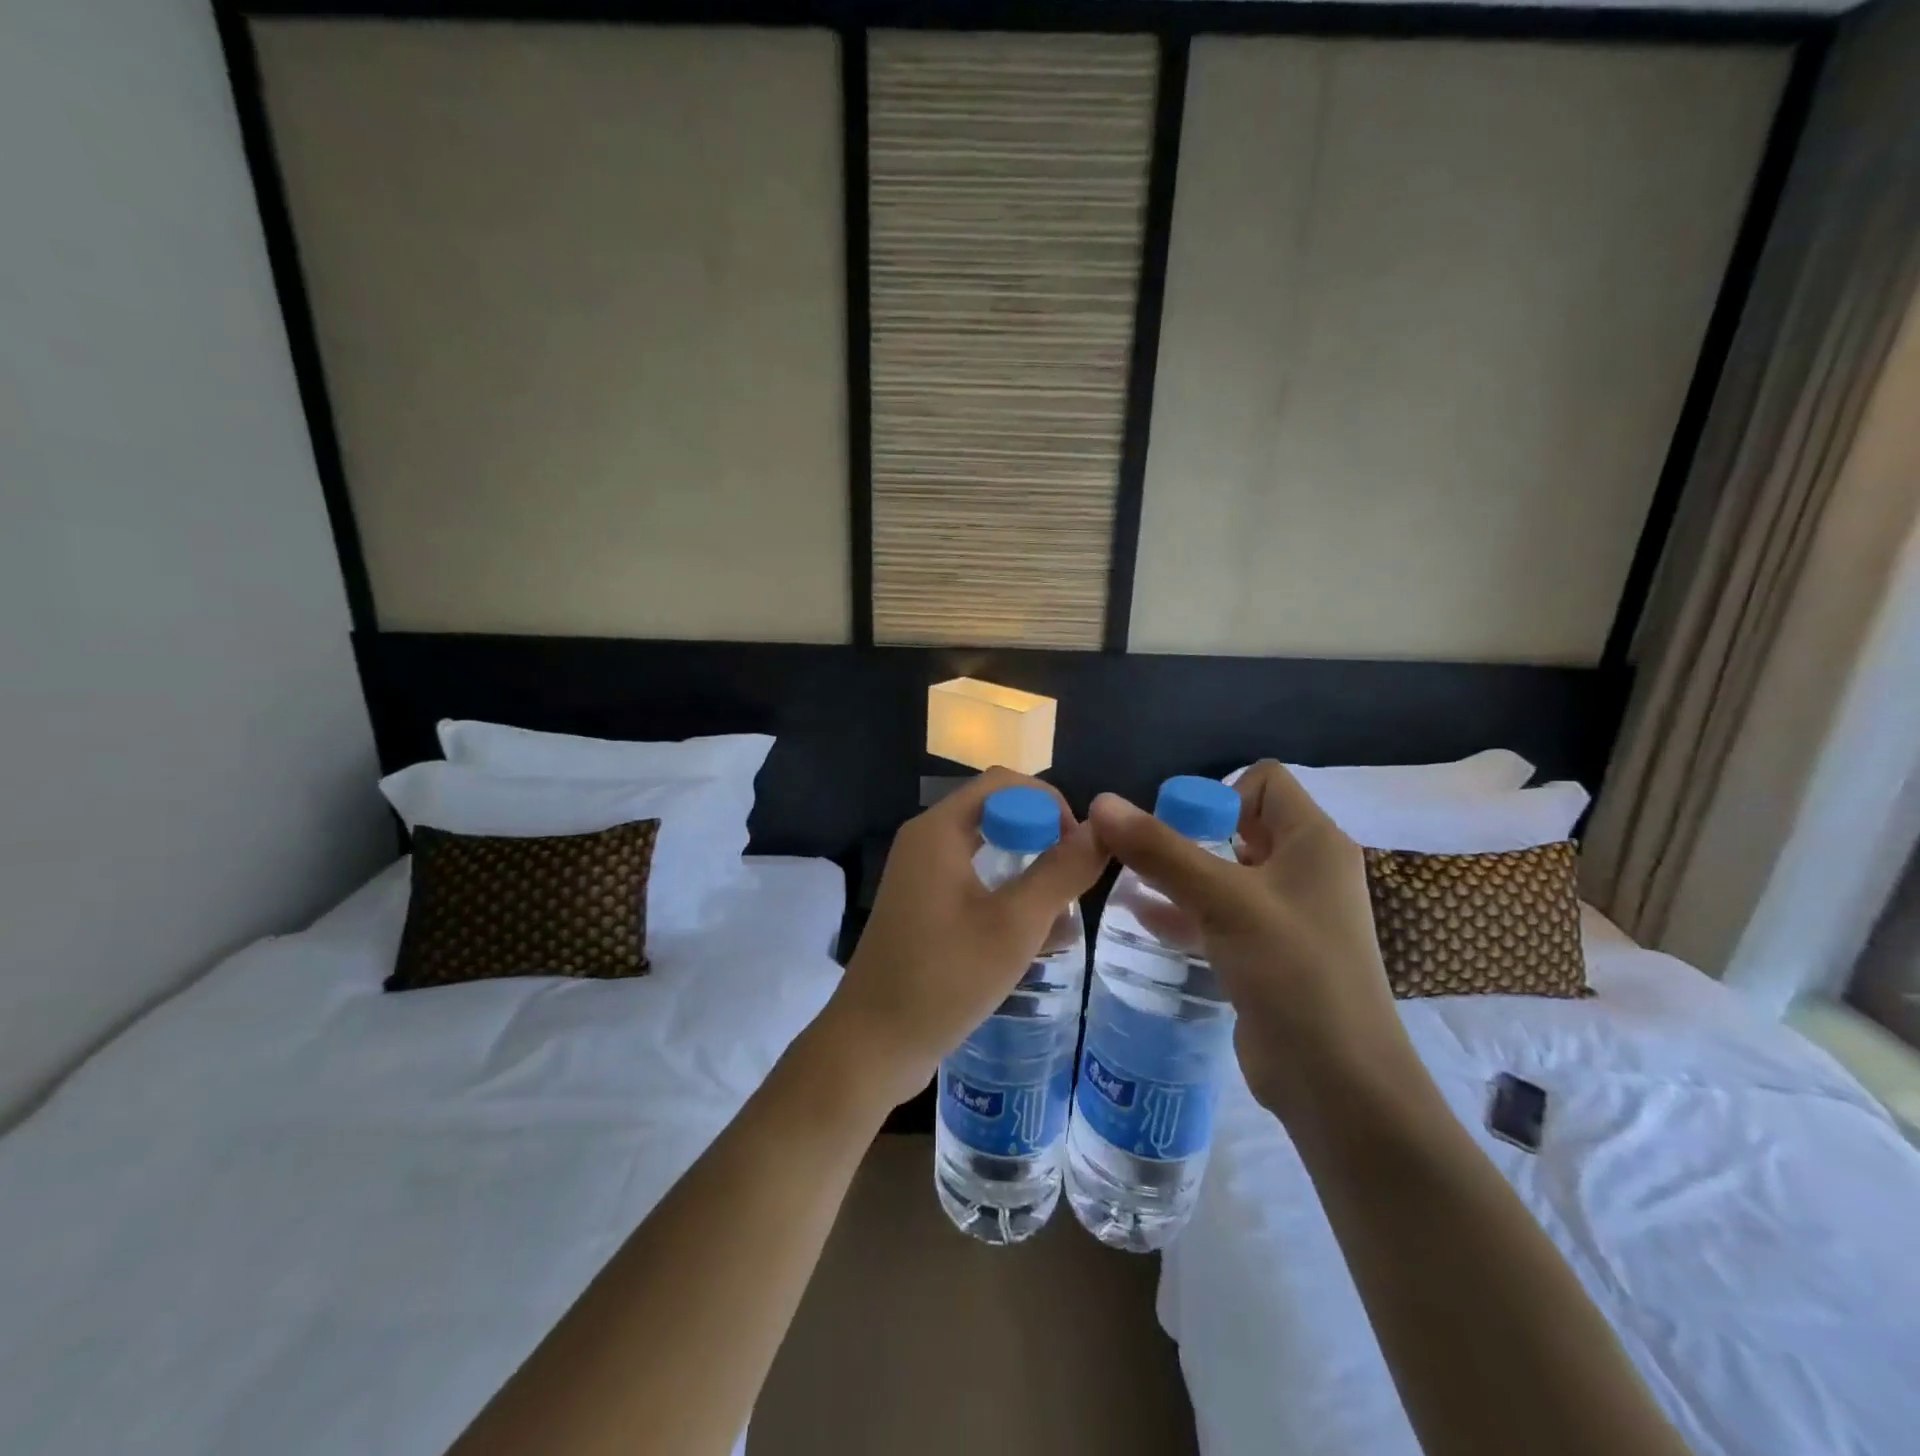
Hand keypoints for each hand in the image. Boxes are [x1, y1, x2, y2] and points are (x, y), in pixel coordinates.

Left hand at [822, 768, 1108, 1112]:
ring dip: (1029, 872)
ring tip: (1065, 912)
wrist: (873, 1045)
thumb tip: (1102, 829)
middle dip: (1042, 838)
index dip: (1049, 803)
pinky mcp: (923, 907)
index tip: (1080, 846)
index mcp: (938, 830)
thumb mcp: (1014, 925)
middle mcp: (926, 841)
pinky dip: (1007, 896)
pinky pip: (974, 883)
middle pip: (995, 814)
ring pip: (988, 851)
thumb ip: (1061, 872)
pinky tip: (1038, 938)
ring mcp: (921, 876)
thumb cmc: (944, 978)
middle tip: (1076, 878)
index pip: (1003, 783)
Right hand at [1088, 762, 1416, 1120]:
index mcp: (1313, 842)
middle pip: (1240, 825)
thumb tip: (1102, 802)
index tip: (1180, 829)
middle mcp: (1307, 869)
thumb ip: (1161, 850)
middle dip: (1188, 835)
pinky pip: (1223, 915)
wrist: (1338, 1084)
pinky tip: (1146, 922)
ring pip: (1226, 873)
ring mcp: (1290, 914)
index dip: (1219, 793)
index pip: (1264, 781)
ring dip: (1181, 875)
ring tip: (1131, 885)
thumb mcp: (1223, 901)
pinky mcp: (1271, 953)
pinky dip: (1188, 911)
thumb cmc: (1292, 972)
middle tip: (1144, 857)